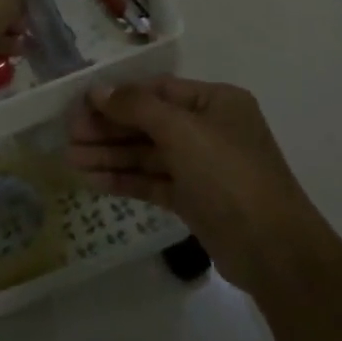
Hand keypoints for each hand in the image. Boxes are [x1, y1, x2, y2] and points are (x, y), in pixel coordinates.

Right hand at [68, 77, 323, 291]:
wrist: (272, 249)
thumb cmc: (229, 175)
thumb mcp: (183, 131)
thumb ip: (138, 108)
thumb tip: (99, 91)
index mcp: (215, 102)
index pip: (158, 90)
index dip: (118, 96)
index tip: (81, 104)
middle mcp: (209, 129)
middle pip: (149, 122)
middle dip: (109, 128)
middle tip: (69, 135)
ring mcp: (202, 166)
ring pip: (148, 154)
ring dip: (111, 155)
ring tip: (70, 159)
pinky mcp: (194, 199)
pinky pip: (153, 181)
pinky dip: (125, 179)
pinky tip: (93, 180)